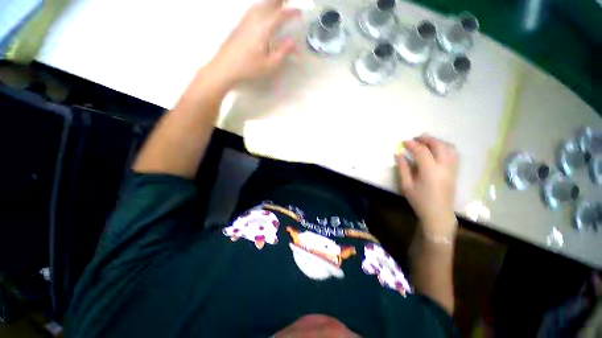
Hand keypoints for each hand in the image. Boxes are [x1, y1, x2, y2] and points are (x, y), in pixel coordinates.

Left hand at [207, 0, 299, 85]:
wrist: (226, 66)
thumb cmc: (250, 67)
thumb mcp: (270, 65)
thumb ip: (283, 52)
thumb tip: (293, 41)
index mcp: (264, 28)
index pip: (280, 15)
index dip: (291, 12)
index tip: (300, 12)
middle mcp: (255, 18)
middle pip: (269, 3)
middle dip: (280, 1)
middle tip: (289, 3)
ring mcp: (246, 19)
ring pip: (260, 3)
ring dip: (271, 2)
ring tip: (279, 5)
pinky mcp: (240, 22)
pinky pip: (254, 8)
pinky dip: (262, 5)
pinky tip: (263, 10)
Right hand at [396, 135, 457, 238]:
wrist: (438, 214)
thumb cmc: (420, 201)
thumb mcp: (406, 185)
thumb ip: (403, 168)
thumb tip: (399, 154)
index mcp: (430, 170)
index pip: (422, 151)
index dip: (412, 144)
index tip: (404, 142)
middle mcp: (444, 166)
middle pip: (439, 145)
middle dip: (427, 139)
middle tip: (416, 138)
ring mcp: (452, 169)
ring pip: (449, 148)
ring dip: (438, 141)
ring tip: (427, 142)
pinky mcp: (455, 172)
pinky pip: (454, 154)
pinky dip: (445, 147)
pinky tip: (437, 150)